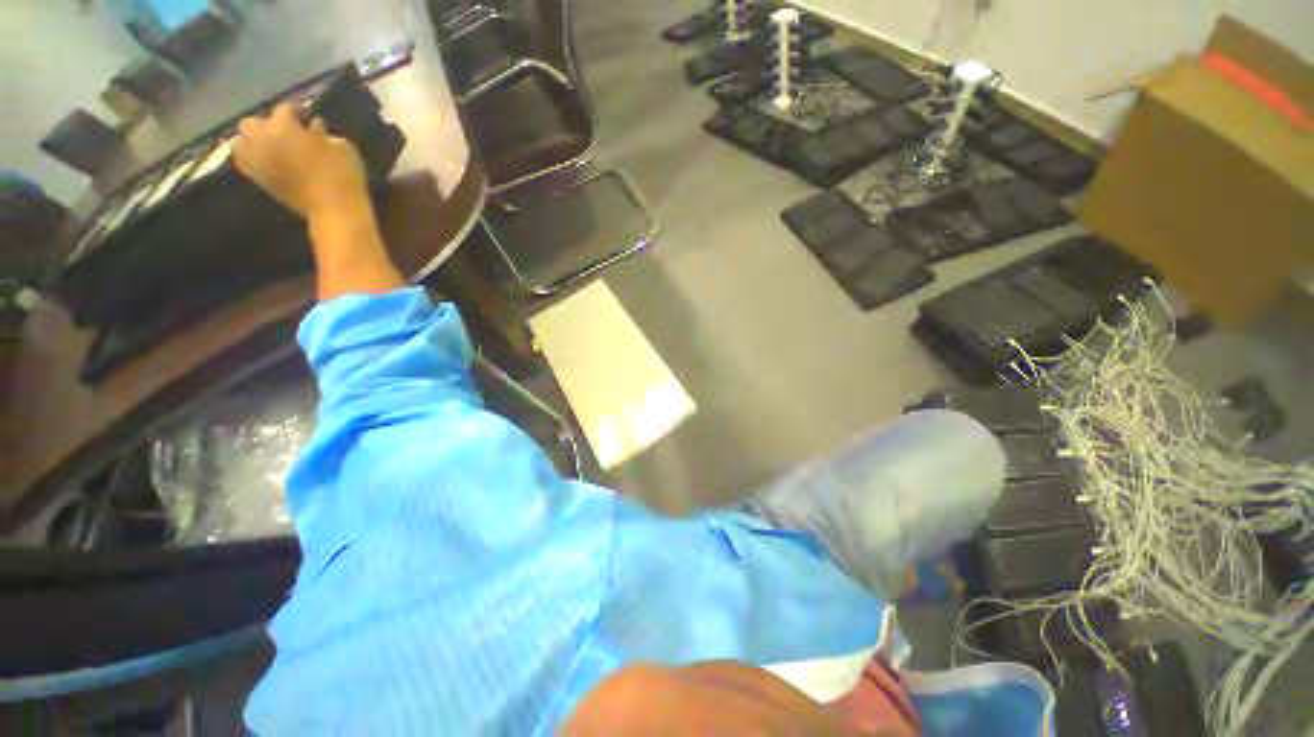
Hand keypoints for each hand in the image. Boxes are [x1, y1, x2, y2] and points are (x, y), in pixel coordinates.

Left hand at [234, 103, 368, 219]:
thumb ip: (323, 133)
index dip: (297, 110)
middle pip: (253, 123)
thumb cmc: (342, 175)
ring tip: (273, 145)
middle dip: (267, 124)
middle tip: (287, 131)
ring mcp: (256, 162)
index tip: (308, 115)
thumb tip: (313, 128)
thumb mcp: (342, 147)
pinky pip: (246, 162)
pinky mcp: (259, 180)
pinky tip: (267, 159)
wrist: (334, 210)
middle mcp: (261, 139)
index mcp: (282, 126)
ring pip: (242, 142)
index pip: (285, 109)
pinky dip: (253, 157)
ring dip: (255, 140)